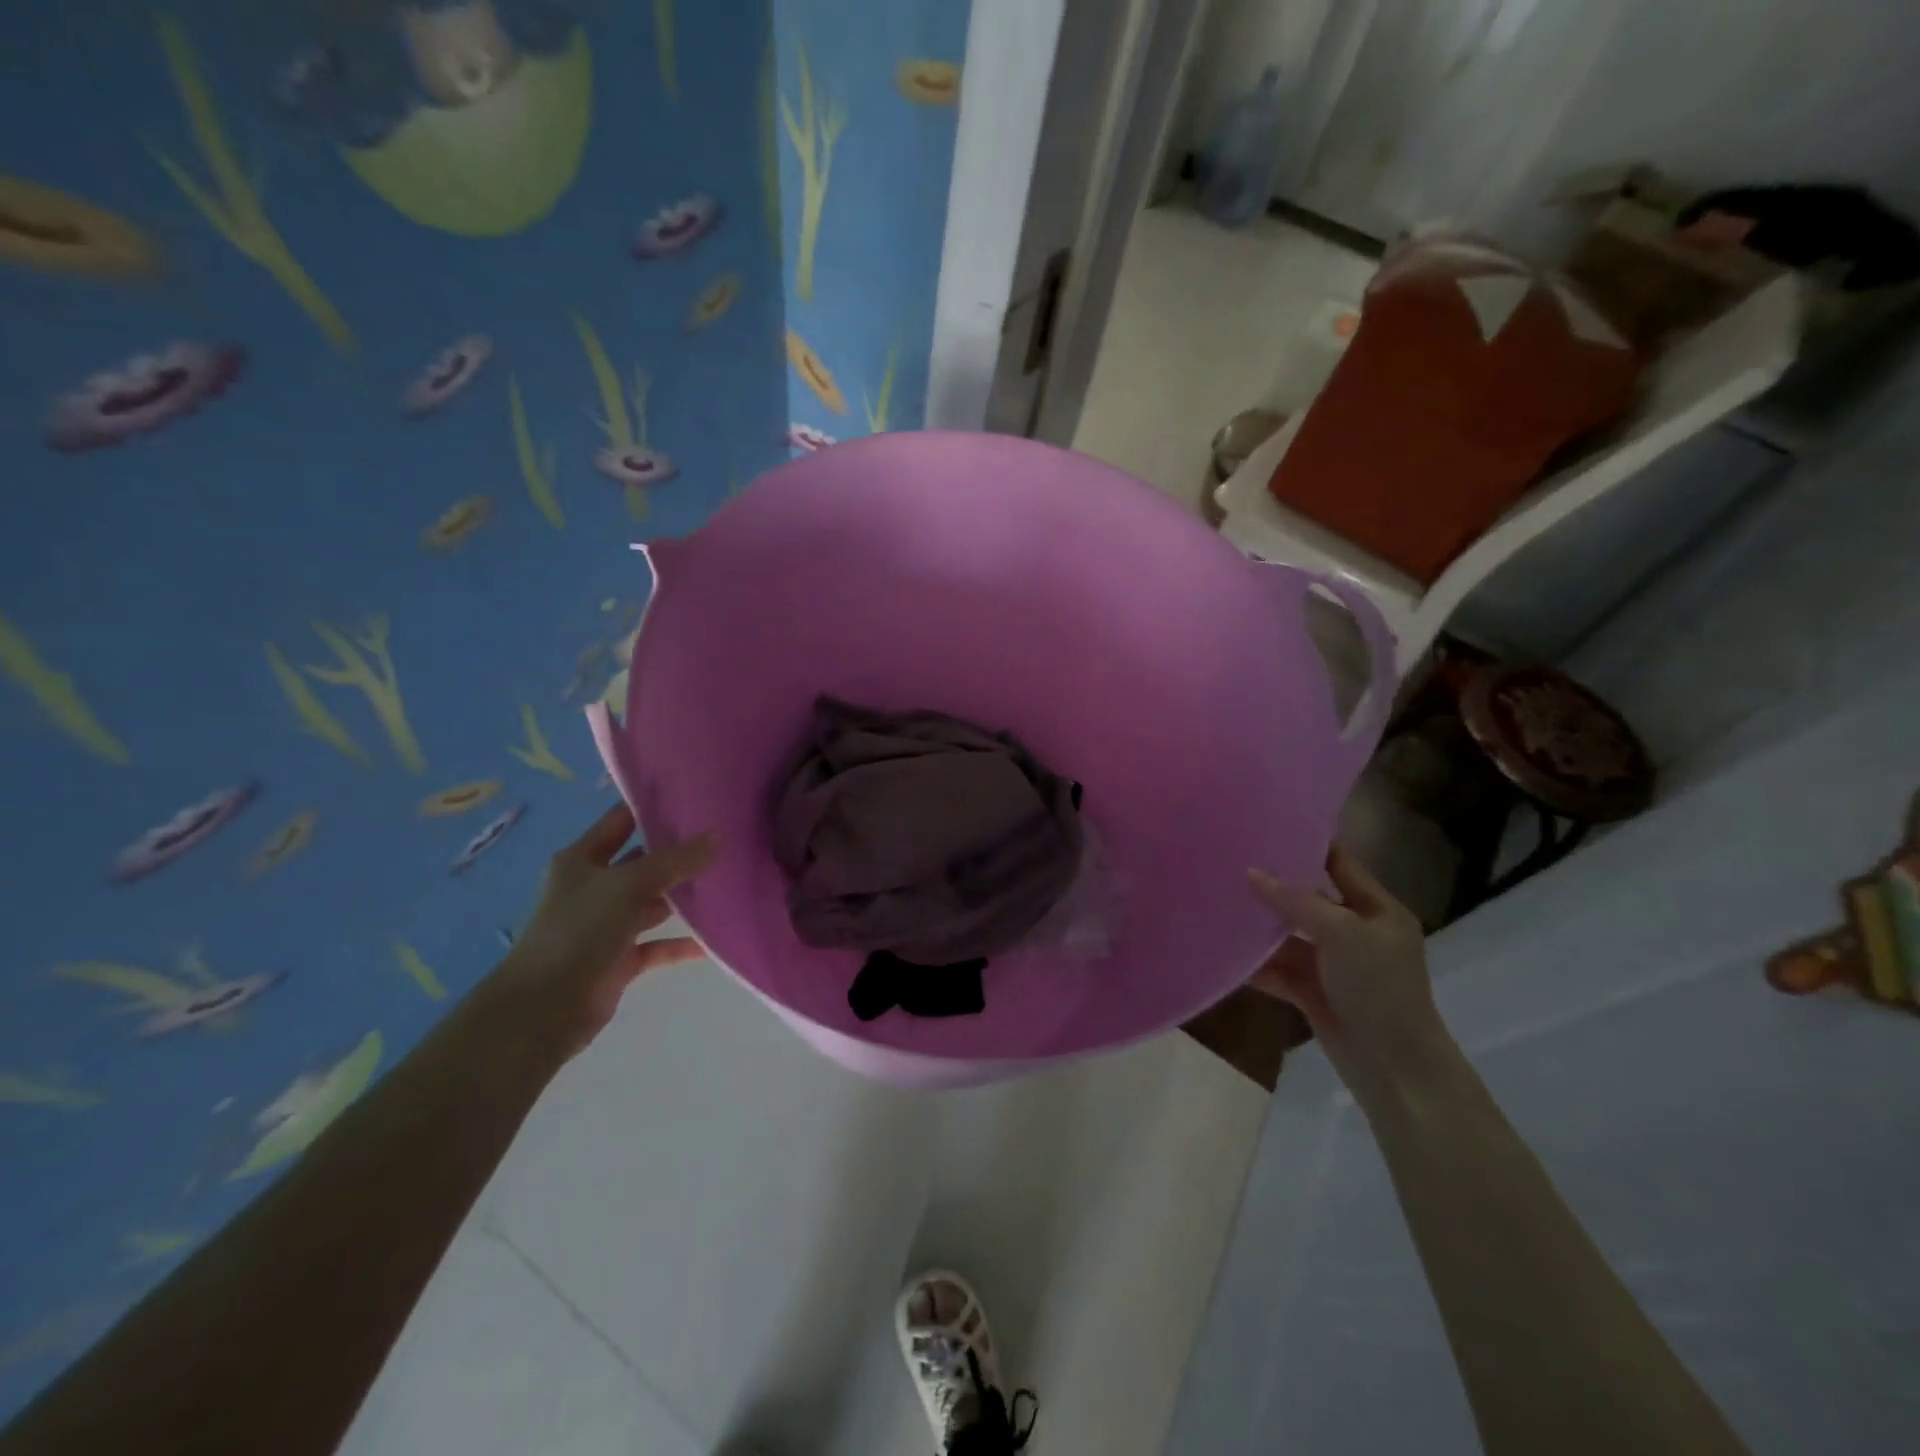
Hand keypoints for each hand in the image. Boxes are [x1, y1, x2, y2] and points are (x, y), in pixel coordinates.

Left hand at [490, 803, 718, 1053]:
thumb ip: (675, 861)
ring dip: (683, 897)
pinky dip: (682, 943)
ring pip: (653, 903)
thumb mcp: (628, 886)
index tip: (696, 796)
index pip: (622, 820)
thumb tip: (719, 835)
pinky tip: (714, 940)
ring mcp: (607, 924)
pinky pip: (658, 945)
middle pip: (643, 861)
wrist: (543, 1010)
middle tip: (725, 837)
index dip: (653, 806)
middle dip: (679, 852)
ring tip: (727, 881)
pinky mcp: (619, 959)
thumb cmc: (578, 932)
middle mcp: (594, 887)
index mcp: (581, 859)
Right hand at [1247, 846, 1452, 1099]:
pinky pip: (1279, 970)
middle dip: (1273, 885)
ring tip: (1218, 902)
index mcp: (1378, 910)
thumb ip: (1296, 901)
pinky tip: (1224, 951)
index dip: (1309, 844)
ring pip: (1289, 936)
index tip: (1267, 825)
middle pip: (1308, 900)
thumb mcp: (1342, 933)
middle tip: (1230, 861)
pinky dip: (1256, 964)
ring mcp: (1334, 965)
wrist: (1396, 1069)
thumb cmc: (1379, 988)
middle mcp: (1356, 933)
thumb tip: (1250, 872)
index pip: (1341, 865)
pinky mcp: (1314, 993)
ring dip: (1260, 927)